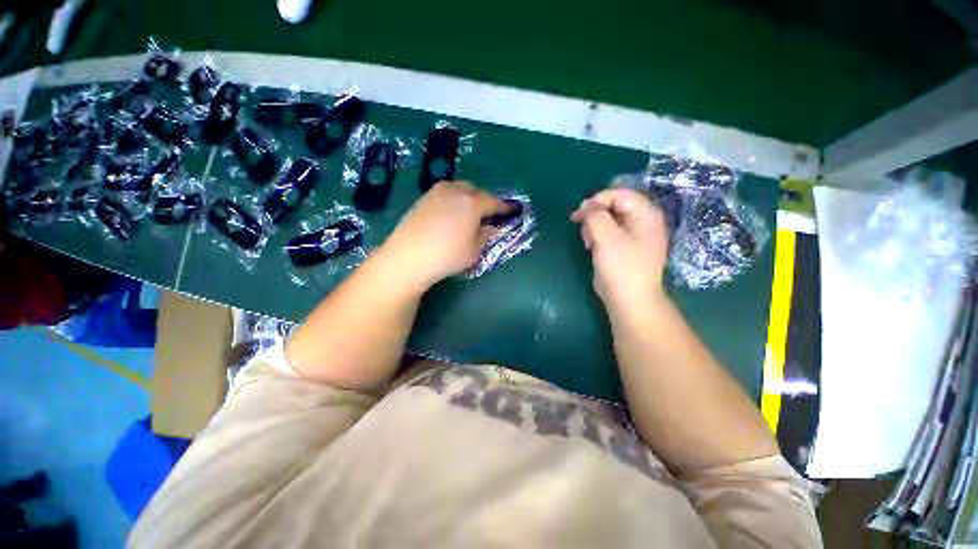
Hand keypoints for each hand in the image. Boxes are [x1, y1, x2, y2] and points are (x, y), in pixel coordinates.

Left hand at [381, 181, 511, 289]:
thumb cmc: (447, 255)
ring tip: (468, 213)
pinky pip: (445, 193)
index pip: (494, 202)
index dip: (505, 207)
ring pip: (460, 189)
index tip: (512, 210)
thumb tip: (491, 226)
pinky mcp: (423, 198)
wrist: (408, 256)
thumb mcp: (474, 250)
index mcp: (473, 203)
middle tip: (487, 214)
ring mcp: (437, 192)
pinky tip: (450, 214)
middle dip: (485, 200)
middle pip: (477, 191)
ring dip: (468, 198)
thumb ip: (486, 235)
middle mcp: (456, 191)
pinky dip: (453, 200)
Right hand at [571, 188, 668, 305]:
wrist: (628, 299)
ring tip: (589, 243)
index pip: (619, 194)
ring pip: (607, 219)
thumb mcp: (606, 237)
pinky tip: (592, 248)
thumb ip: (595, 216)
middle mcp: (642, 221)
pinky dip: (596, 237)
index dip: (597, 200)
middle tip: (583, 229)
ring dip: (593, 228)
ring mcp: (633, 235)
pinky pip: (607, 232)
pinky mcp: (624, 247)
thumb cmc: (621, 267)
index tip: (579, 214)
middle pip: (613, 205)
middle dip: (594, 216)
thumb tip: (586, 209)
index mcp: (646, 214)